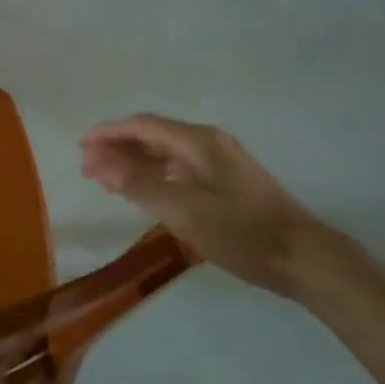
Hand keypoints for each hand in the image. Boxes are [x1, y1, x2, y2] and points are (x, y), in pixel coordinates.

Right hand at [80, 114, 324, 295]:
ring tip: (106, 178)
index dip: (109, 132)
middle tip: (87, 167)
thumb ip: (140, 185)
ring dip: (134, 161)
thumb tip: (102, 164)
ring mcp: (220, 160)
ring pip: (166, 152)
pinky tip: (143, 189)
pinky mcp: (228, 180)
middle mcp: (208, 142)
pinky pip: (180, 166)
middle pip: (153, 135)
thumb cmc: (242, 232)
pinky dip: (155, 173)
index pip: (143, 126)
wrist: (304, 257)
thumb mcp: (185, 211)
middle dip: (118, 147)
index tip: (80, 145)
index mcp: (198, 141)